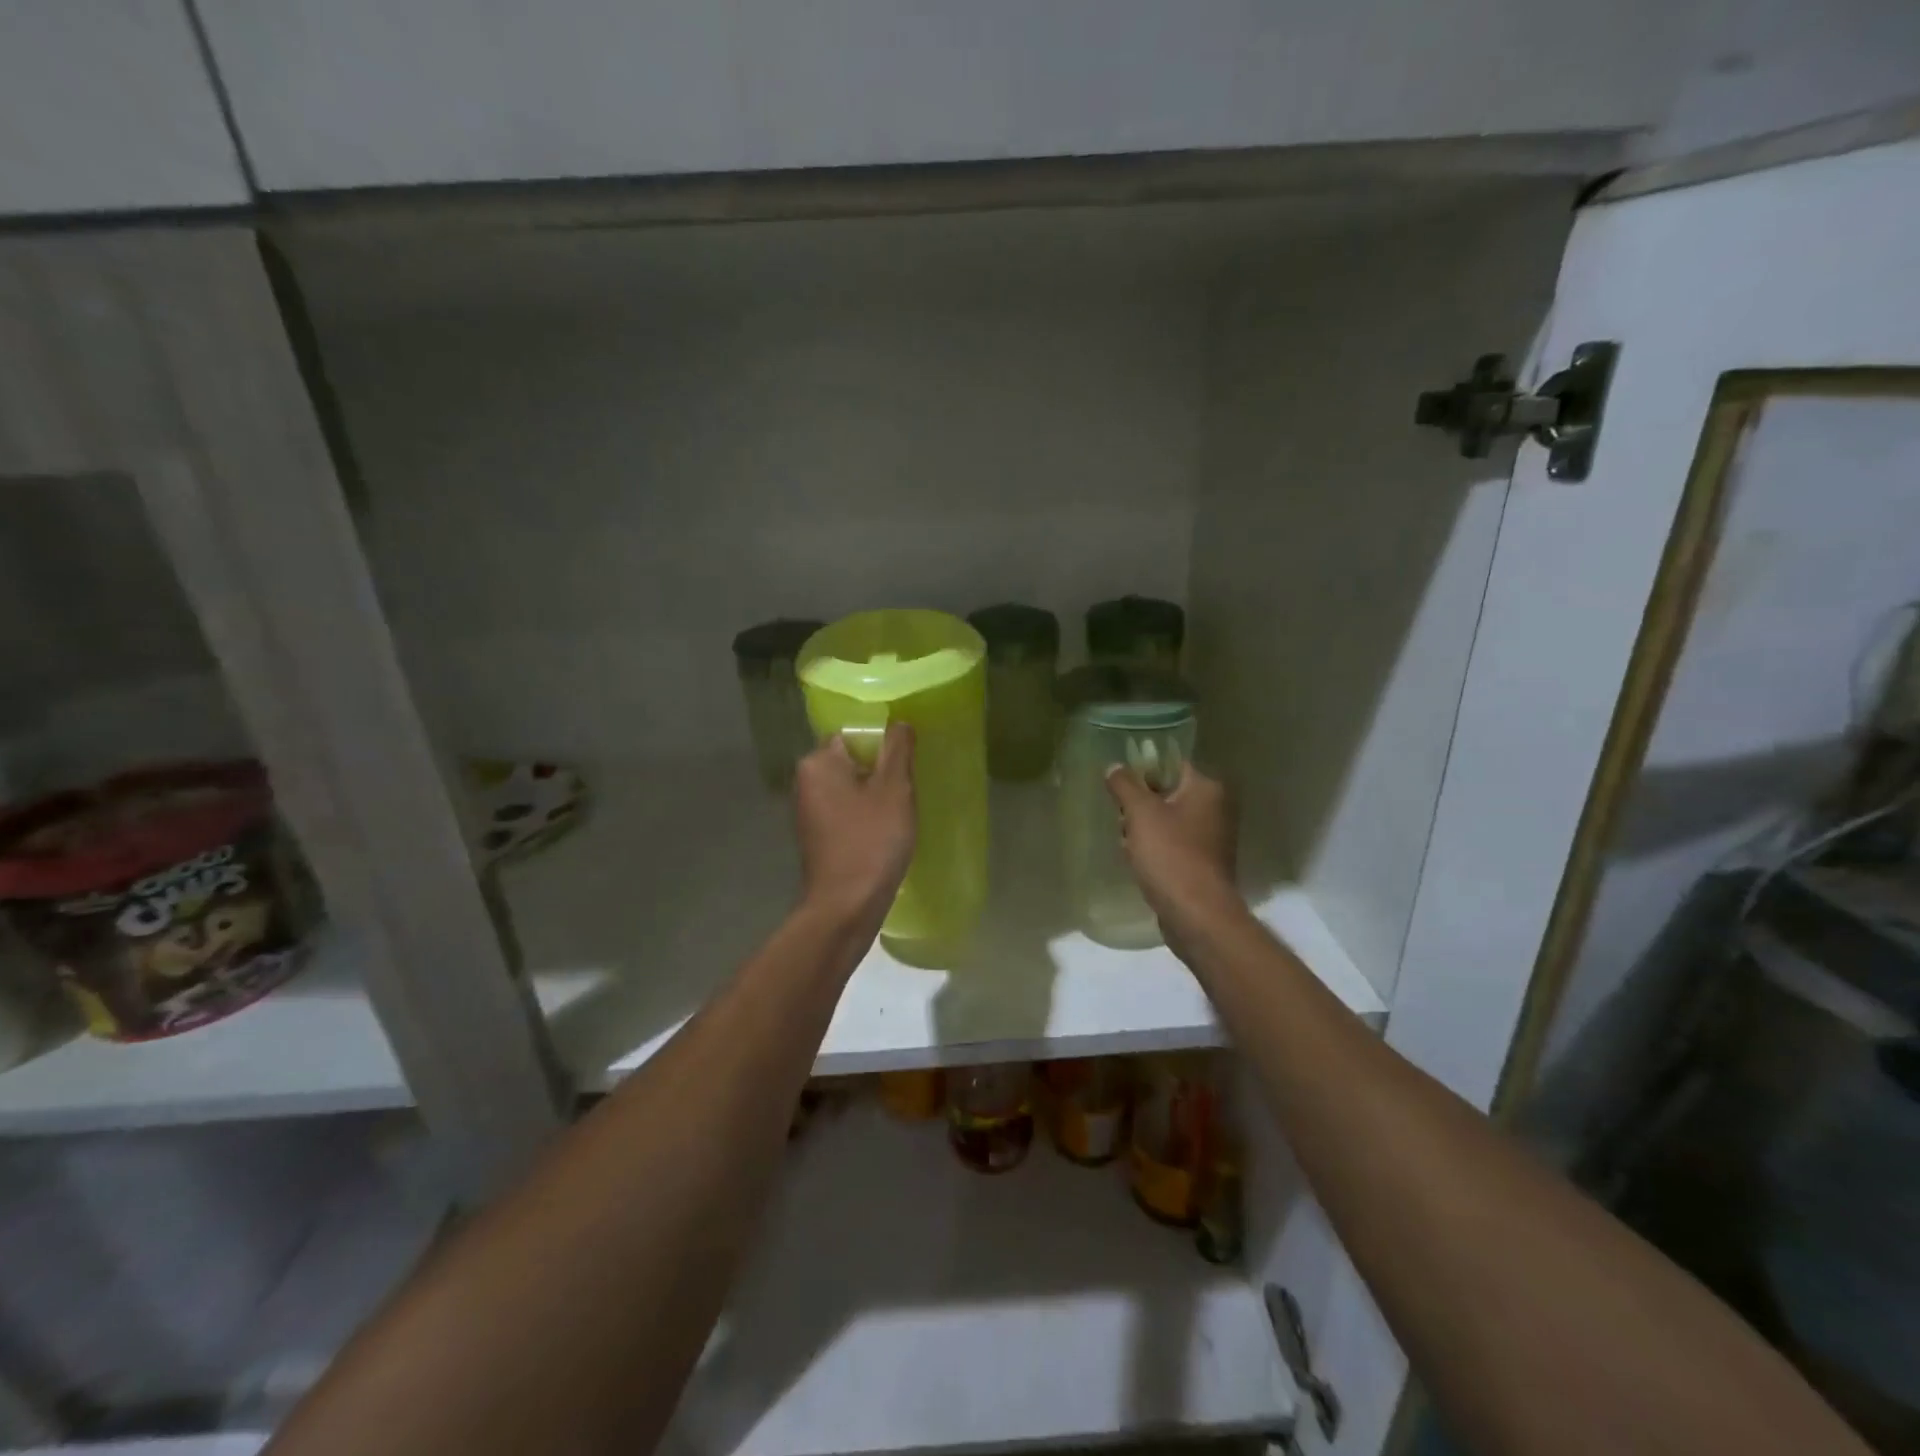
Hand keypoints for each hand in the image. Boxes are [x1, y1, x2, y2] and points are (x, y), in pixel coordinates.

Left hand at [794, 723, 915, 931]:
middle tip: (906, 790)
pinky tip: (883, 832)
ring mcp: (807, 811)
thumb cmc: (871, 841)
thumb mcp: (894, 789)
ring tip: (898, 813)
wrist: (845, 906)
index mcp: (817, 762)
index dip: (883, 745)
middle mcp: (805, 781)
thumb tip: (898, 722)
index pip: (853, 734)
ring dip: (874, 795)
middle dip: (880, 772)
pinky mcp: (815, 836)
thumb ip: (898, 749)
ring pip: (849, 787)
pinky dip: (863, 816)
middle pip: (851, 760)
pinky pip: (844, 811)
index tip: (905, 765)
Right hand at [1105, 761, 1240, 938]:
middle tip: (1122, 820)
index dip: (1143, 770)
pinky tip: (1137, 863)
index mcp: (1207, 789)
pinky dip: (1154, 850)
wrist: (1196, 914)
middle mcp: (1215, 809)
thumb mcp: (1140, 813)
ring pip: (1166, 822)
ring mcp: (1211, 839)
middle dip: (1139, 806)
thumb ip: (1124, 785)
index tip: (1120, 784)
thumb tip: (1114, 766)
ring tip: (1126, 845)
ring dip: (1142, 830)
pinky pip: (1172, 845)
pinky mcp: (1203, 864)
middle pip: (1167, 794)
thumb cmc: (1170, 854)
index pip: (1171, 764)